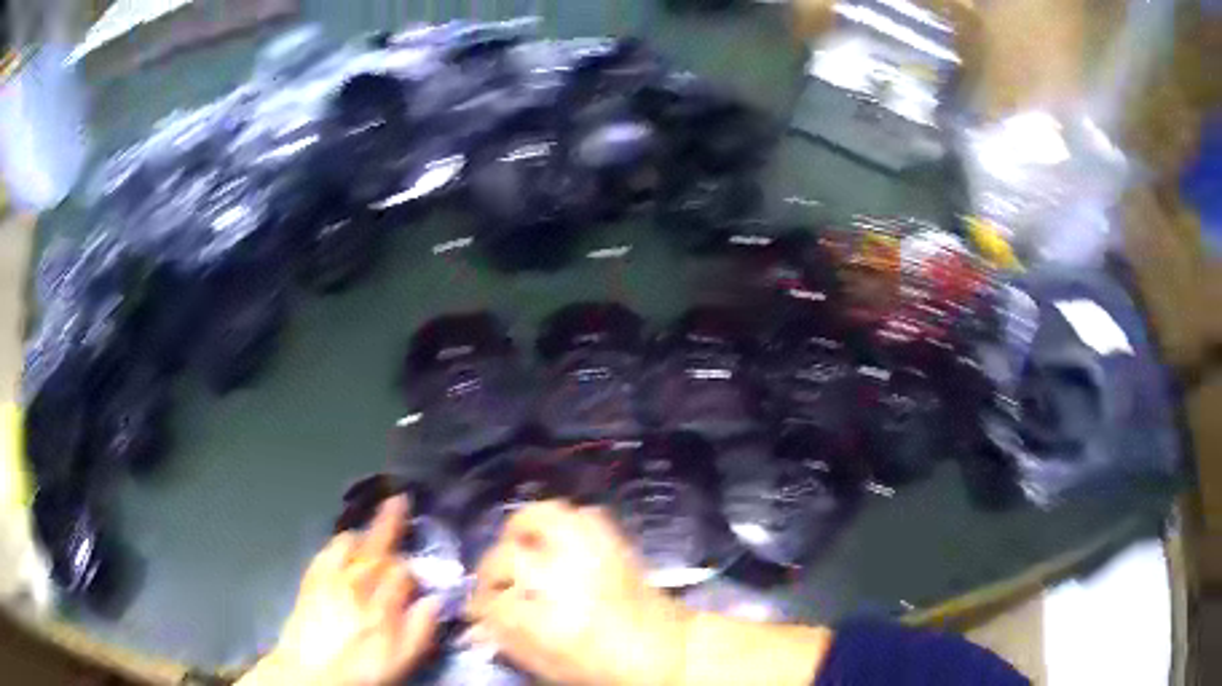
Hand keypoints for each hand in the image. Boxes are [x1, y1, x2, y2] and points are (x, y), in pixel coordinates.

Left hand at [243, 496, 439, 685]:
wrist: (313, 673)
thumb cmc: (363, 669)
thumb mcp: (403, 658)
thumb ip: (421, 628)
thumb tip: (435, 600)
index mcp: (382, 601)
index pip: (403, 572)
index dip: (413, 572)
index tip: (418, 578)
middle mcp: (357, 581)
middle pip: (377, 545)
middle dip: (390, 522)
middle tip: (399, 498)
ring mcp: (331, 576)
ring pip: (350, 543)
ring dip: (363, 534)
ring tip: (370, 532)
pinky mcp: (311, 578)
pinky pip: (327, 550)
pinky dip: (339, 543)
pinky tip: (343, 546)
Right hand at [467, 501, 692, 685]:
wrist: (668, 650)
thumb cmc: (606, 666)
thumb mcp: (550, 666)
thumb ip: (508, 641)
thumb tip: (477, 625)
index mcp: (547, 618)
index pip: (491, 601)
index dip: (479, 605)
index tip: (477, 611)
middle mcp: (563, 576)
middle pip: (506, 555)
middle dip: (491, 568)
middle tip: (496, 581)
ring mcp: (591, 551)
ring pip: (543, 517)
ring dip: (522, 532)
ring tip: (521, 549)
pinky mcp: (613, 541)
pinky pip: (582, 515)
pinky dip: (564, 522)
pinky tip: (560, 542)